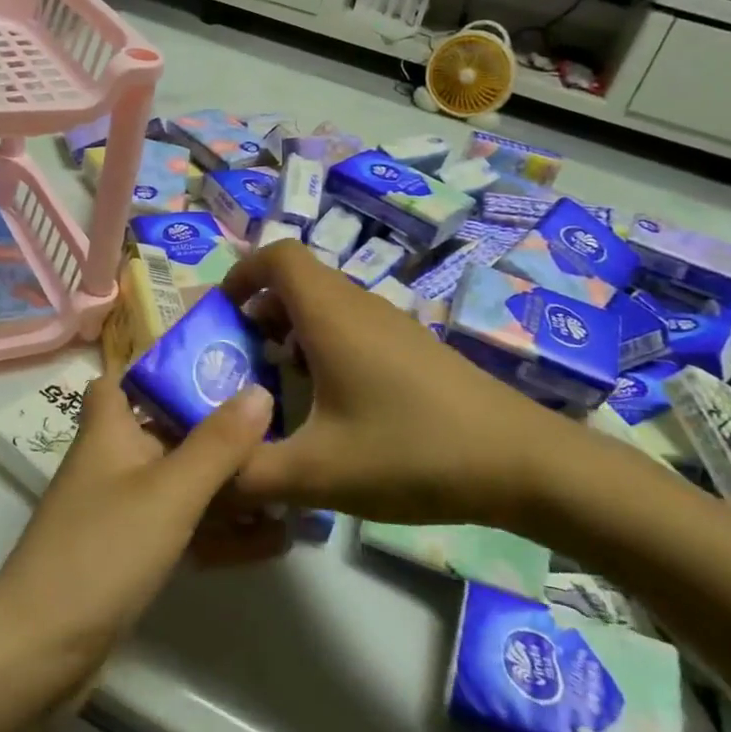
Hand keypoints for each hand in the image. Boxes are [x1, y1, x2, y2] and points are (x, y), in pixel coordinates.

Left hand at [0, 376, 278, 704]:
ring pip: (180, 484)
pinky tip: (269, 542)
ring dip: (227, 489)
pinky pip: (181, 529)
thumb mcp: (169, 492)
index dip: (163, 369)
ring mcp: (120, 511)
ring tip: (289, 492)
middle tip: (280, 429)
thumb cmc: (103, 552)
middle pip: (167, 431)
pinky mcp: (129, 555)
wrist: (40, 651)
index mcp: (109, 430)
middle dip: (219, 433)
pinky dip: (218, 531)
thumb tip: (257, 389)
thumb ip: (217, 443)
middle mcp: (112, 462)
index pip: (125, 379)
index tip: (218, 368)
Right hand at [221, 240, 566, 527]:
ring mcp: (391, 325)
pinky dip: (322, 347)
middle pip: (296, 281)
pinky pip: (351, 328)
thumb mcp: (317, 473)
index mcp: (330, 313)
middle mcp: (359, 305)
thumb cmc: (411, 451)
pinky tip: (328, 404)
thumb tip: (207, 476)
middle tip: (236, 361)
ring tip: (275, 386)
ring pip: (325, 306)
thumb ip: (249, 474)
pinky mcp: (412, 348)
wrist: (523, 463)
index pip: (276, 255)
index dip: (240, 273)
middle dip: (257, 311)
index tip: (220, 316)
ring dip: (289, 332)